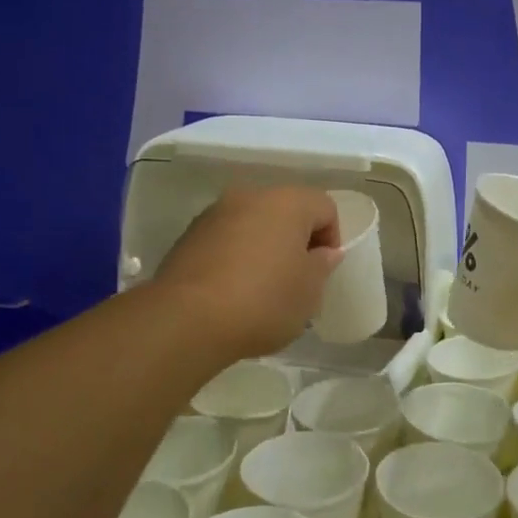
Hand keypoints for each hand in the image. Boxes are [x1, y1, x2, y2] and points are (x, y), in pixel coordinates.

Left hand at [153, 184, 342, 358]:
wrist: (186, 320)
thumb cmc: (263, 301)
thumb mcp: (309, 291)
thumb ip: (322, 265)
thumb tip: (323, 253)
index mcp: (287, 202)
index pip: (324, 208)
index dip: (331, 239)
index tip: (321, 272)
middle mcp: (250, 196)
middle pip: (286, 211)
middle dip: (295, 242)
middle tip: (296, 280)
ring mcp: (214, 214)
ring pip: (253, 224)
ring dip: (264, 248)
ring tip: (262, 289)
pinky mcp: (188, 236)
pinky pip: (226, 240)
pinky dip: (236, 257)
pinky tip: (233, 291)